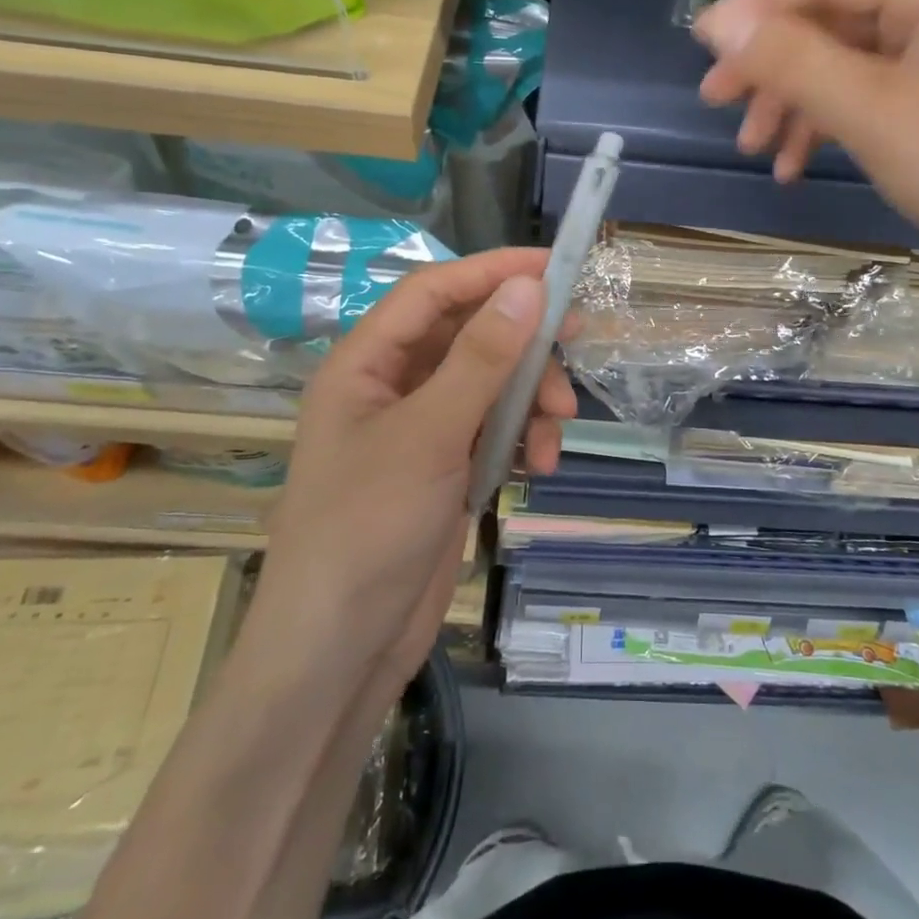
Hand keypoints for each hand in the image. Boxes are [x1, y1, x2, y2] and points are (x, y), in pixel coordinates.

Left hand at [245, 249, 576, 690]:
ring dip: (530, 397)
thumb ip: (481, 359)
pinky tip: (539, 465)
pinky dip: (522, 437)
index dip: (492, 271)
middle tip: (578, 339)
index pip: (433, 291)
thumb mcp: (429, 435)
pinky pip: (495, 428)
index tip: (554, 268)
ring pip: (491, 382)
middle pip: (470, 335)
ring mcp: (422, 430)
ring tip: (558, 429)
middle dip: (524, 342)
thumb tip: (528, 287)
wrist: (339, 651)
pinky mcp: (446, 468)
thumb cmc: (367, 528)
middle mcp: (393, 386)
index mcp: (366, 363)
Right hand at [693, 0, 918, 302]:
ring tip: (752, 147)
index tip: (702, 41)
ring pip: (841, 66)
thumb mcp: (871, 111)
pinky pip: (863, 103)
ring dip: (792, 102)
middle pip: (832, 20)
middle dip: (771, 62)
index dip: (759, 2)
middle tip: (717, 99)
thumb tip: (720, 25)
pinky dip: (823, 128)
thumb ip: (792, 61)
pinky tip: (793, 166)